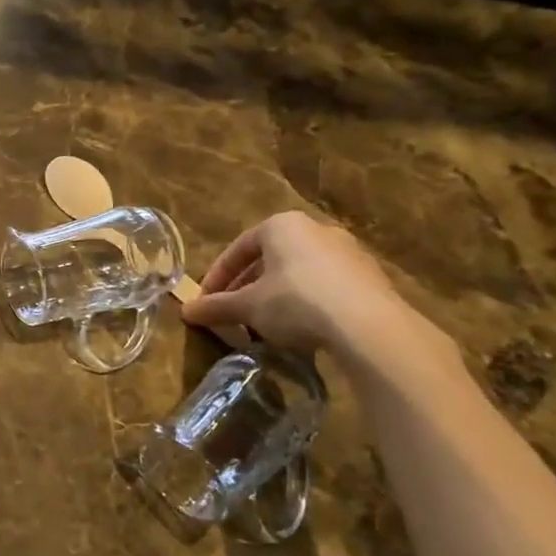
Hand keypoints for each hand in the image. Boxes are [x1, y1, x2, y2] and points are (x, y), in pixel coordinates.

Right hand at [182, 210, 421, 355]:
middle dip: (247, 287)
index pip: (238, 249)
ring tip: (265, 325)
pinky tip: (301, 330)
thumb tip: (185, 311)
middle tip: (233, 313)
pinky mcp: (371, 278)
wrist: (368, 325)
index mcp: (281, 225)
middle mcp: (315, 229)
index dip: (218, 277)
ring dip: (277, 296)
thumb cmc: (295, 302)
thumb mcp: (248, 307)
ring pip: (299, 273)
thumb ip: (215, 307)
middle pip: (270, 259)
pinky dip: (307, 303)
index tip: (207, 301)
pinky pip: (326, 287)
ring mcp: (348, 252)